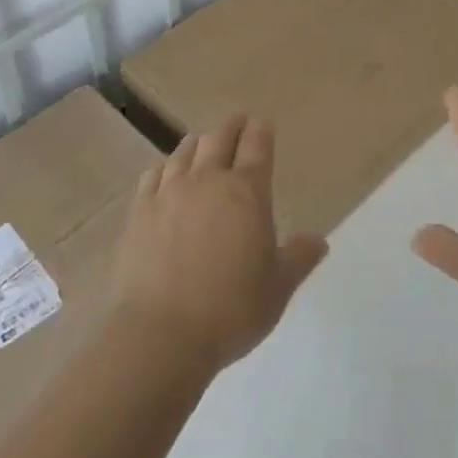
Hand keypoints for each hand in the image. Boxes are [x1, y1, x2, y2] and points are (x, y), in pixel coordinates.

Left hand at [112, 115, 328, 374]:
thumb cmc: (230, 310)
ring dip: (198, 142)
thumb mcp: (277, 288)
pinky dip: (165, 166)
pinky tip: (165, 173)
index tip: (262, 123)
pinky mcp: (139, 211)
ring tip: (203, 143)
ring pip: (185, 151)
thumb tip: (319, 240)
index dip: (261, 131)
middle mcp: (207, 181)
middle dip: (231, 127)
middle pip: (219, 137)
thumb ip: (298, 258)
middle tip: (237, 123)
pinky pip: (153, 174)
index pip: (256, 145)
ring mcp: (169, 193)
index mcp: (247, 192)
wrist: (160, 334)